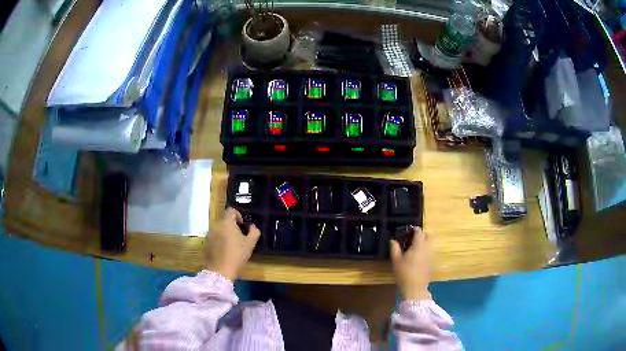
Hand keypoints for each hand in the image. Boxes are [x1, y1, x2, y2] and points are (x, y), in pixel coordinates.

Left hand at [204, 208, 260, 280]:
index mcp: (227, 223)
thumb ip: (254, 232)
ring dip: (225, 233)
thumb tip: (252, 226)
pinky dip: (219, 240)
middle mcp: (216, 225)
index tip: (243, 225)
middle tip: (239, 237)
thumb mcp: (250, 244)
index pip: (231, 210)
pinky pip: (214, 237)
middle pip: (225, 220)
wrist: (220, 270)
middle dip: (232, 226)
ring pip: (219, 229)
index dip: (238, 215)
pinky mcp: (206, 243)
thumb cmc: (237, 255)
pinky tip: (224, 251)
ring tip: (232, 245)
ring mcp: (209, 234)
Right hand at [390, 227, 431, 300]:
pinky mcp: (432, 262)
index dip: (414, 229)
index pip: (419, 232)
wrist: (415, 287)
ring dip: (425, 241)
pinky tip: (418, 256)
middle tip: (413, 237)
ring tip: (415, 246)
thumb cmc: (404, 273)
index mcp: (419, 246)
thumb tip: (393, 240)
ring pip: (431, 243)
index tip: (409, 230)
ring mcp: (431, 255)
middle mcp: (427, 248)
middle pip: (429, 235)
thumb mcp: (396, 260)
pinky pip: (430, 251)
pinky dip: (426, 249)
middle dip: (423, 234)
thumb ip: (395, 248)